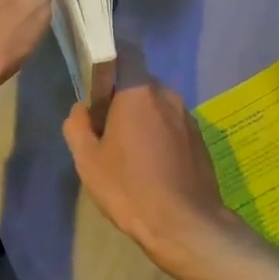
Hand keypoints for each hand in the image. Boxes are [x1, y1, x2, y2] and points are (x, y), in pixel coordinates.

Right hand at [63, 74, 235, 271]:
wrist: (183, 224)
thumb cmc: (128, 187)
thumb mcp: (87, 160)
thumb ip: (78, 125)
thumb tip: (82, 109)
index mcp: (138, 92)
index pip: (125, 54)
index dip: (109, 67)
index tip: (96, 92)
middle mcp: (168, 96)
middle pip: (140, 85)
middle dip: (123, 100)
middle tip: (107, 132)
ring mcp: (188, 118)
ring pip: (158, 108)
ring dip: (143, 121)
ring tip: (131, 156)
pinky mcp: (201, 141)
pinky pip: (173, 128)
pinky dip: (161, 138)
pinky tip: (153, 169)